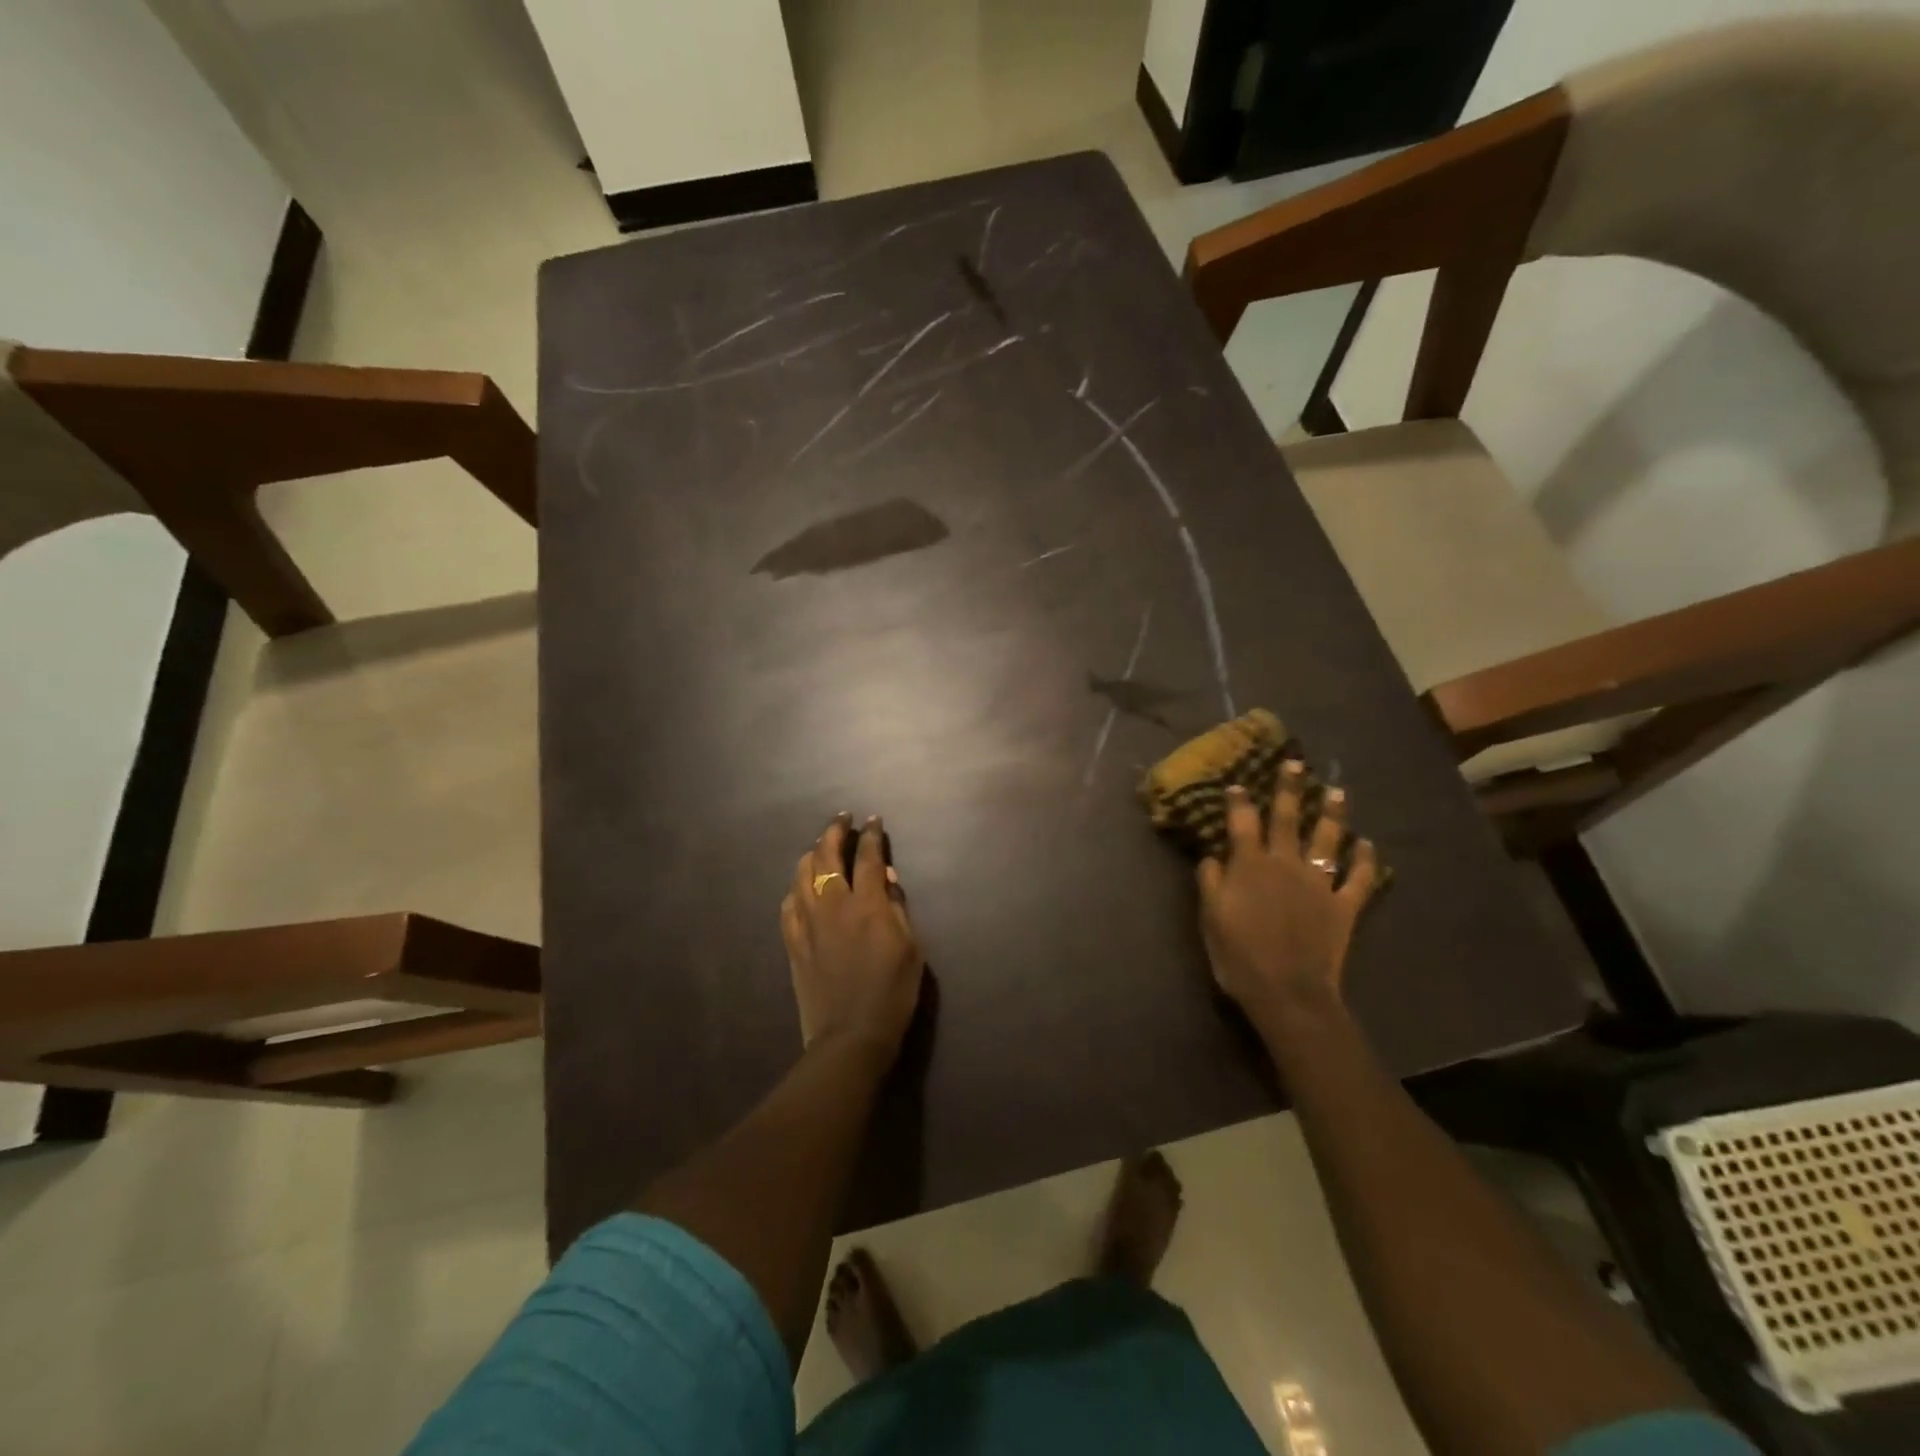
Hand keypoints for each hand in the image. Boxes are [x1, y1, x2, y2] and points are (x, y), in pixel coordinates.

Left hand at [781, 813, 923, 1058]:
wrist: (850, 1037)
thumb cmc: (892, 993)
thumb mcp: (911, 949)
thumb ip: (898, 908)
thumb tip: (888, 880)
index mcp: (868, 904)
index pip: (868, 856)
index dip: (871, 834)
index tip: (873, 820)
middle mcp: (834, 904)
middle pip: (827, 855)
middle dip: (835, 831)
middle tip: (842, 819)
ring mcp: (808, 922)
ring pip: (802, 873)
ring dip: (812, 853)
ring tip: (820, 847)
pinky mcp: (793, 942)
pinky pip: (789, 904)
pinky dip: (796, 887)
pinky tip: (801, 887)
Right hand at [1196, 762, 1383, 1027]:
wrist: (1288, 992)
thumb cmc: (1239, 955)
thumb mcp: (1210, 918)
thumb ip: (1209, 882)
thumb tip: (1212, 855)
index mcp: (1250, 865)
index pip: (1242, 822)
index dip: (1238, 801)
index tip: (1236, 784)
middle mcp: (1286, 864)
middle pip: (1287, 818)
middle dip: (1289, 788)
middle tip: (1294, 763)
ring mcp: (1319, 883)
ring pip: (1328, 839)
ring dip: (1332, 814)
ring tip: (1336, 792)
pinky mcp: (1344, 906)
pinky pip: (1360, 878)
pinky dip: (1367, 861)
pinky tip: (1368, 846)